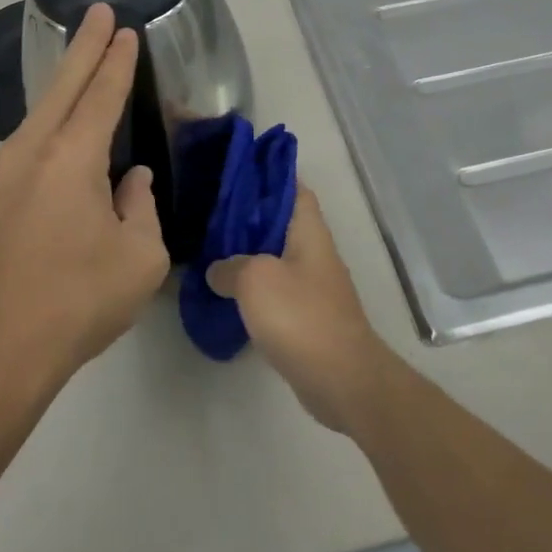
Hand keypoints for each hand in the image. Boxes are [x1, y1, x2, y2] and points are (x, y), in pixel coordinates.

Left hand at [0, 3, 170, 386]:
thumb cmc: (79, 302)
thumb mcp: (139, 257)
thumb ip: (140, 206)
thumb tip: (130, 180)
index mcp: (70, 160)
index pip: (101, 95)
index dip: (117, 61)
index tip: (126, 31)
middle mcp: (28, 152)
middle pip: (61, 86)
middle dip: (83, 46)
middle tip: (98, 12)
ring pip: (38, 115)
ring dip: (63, 87)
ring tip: (84, 68)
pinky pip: (25, 145)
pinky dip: (48, 125)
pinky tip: (61, 136)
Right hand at [206, 185, 394, 433]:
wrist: (341, 378)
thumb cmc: (301, 316)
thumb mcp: (255, 280)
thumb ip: (230, 266)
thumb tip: (217, 270)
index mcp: (309, 231)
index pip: (293, 188)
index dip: (269, 176)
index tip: (237, 172)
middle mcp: (314, 252)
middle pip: (280, 223)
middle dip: (249, 217)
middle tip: (211, 212)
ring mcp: (312, 286)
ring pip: (275, 257)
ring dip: (248, 254)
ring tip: (210, 249)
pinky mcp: (307, 316)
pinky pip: (276, 290)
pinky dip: (253, 288)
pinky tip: (226, 293)